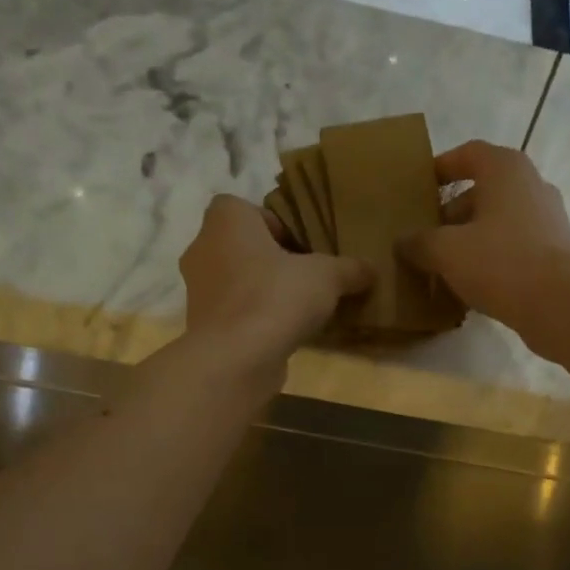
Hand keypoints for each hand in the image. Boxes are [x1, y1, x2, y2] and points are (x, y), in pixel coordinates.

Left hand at [179, 194, 373, 368]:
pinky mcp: (203, 326)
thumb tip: (371, 270)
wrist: (234, 359)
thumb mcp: (327, 277)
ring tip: (299, 310)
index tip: (304, 250)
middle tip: (307, 279)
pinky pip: (235, 313)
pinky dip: (255, 320)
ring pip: (238, 282)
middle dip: (274, 262)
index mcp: (226, 219)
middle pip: (244, 248)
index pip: (249, 210)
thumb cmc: (275, 298)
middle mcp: (203, 248)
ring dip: (264, 293)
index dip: (278, 227)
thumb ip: (349, 269)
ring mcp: (198, 290)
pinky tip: (282, 335)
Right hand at [398, 140, 569, 324]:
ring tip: (444, 266)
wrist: (561, 304)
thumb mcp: (446, 251)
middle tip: (425, 238)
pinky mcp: (555, 252)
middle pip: (482, 191)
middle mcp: (531, 185)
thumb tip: (403, 242)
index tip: (419, 189)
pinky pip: (513, 248)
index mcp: (505, 169)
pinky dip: (491, 260)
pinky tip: (472, 286)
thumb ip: (419, 243)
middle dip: (451, 214)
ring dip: (470, 240)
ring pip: (498, 223)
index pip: (467, 154)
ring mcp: (547, 219)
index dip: (440, 168)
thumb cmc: (501, 262)